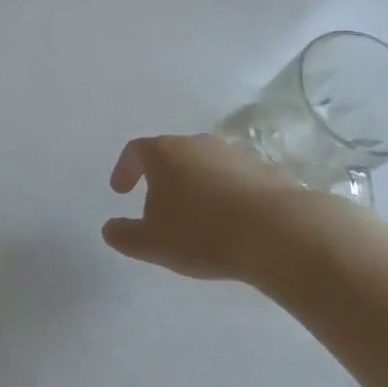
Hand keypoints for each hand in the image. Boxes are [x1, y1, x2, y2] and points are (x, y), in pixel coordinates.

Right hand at [101, 134, 301, 285]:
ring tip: (193, 217)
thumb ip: (125, 235)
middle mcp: (195, 144)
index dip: (124, 170)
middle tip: (156, 206)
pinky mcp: (261, 169)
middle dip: (160, 178)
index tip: (120, 191)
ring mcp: (231, 154)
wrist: (277, 231)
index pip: (135, 151)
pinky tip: (226, 221)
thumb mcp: (153, 243)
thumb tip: (109, 228)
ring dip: (192, 185)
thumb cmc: (202, 232)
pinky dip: (221, 194)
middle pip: (170, 154)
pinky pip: (230, 178)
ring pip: (201, 165)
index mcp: (163, 152)